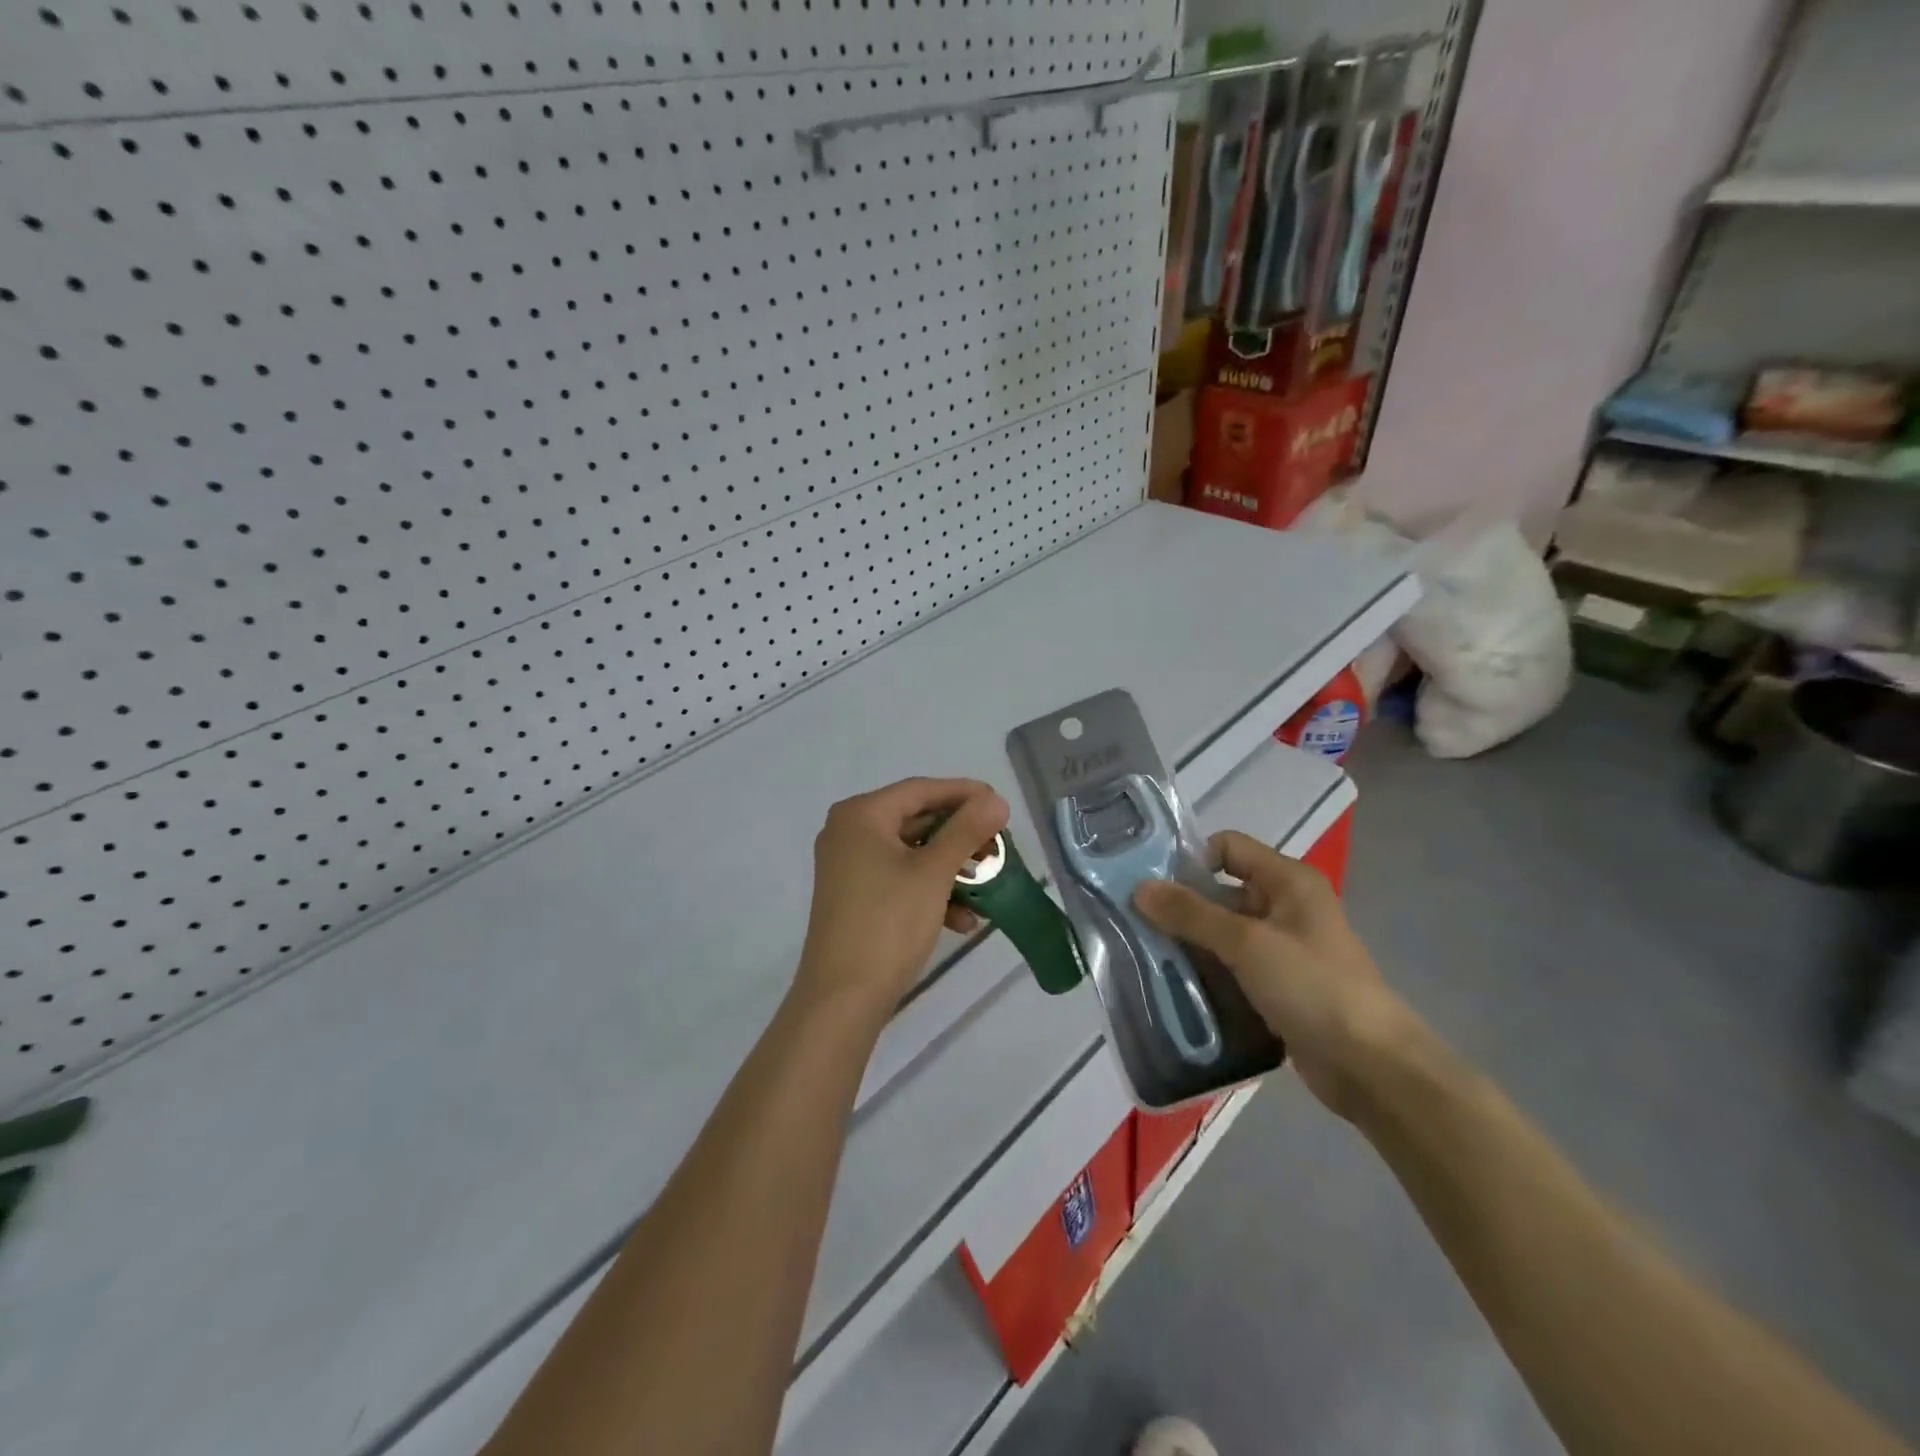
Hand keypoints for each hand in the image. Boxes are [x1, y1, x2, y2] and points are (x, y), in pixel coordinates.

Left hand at [793, 777, 1009, 1025]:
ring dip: (950, 869)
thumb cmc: (888, 923)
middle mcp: (848, 833)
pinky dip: (930, 892)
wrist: (843, 997)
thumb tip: (996, 800)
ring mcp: (848, 867)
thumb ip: (966, 830)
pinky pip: (899, 879)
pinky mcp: (854, 897)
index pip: (920, 790)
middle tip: (997, 844)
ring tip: (987, 885)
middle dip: (959, 837)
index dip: (963, 793)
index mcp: (861, 815)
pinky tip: (962, 920)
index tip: (999, 804)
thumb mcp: (934, 873)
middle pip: (916, 820)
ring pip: (911, 854)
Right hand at [1133, 831, 1416, 1119]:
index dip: (1191, 860)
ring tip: (1147, 958)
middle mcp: (1286, 906)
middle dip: (1182, 908)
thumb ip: (1191, 914)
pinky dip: (1208, 973)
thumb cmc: (1312, 987)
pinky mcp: (1279, 986)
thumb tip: (1140, 888)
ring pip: (1224, 934)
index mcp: (1288, 881)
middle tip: (1137, 925)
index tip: (1153, 885)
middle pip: (1222, 892)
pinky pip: (1233, 967)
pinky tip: (1176, 987)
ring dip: (1191, 944)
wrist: (1371, 1067)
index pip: (1228, 847)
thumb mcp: (1246, 943)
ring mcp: (1284, 949)